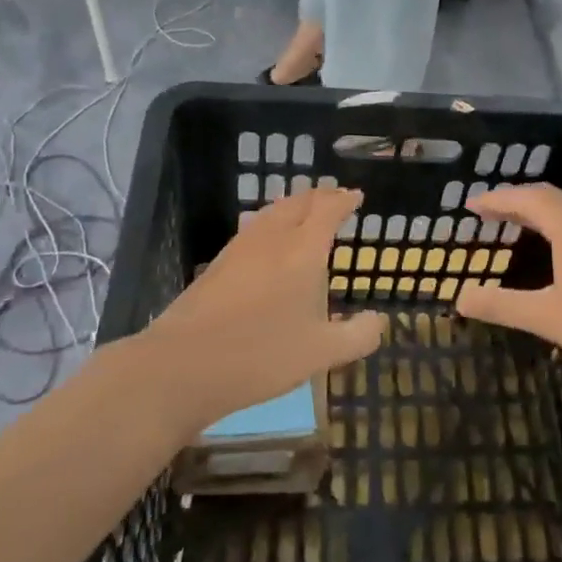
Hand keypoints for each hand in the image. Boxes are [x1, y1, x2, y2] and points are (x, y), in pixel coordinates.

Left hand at [133, 188, 385, 434]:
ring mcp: (240, 249)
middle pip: (297, 203)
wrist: (181, 365)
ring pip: (271, 212)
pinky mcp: (217, 265)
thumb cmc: (261, 355)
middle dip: (319, 196)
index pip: (327, 210)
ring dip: (292, 205)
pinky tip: (268, 242)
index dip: (343, 200)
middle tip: (334, 198)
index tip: (356, 196)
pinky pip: (253, 228)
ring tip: (303, 211)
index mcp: (302, 251)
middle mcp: (272, 239)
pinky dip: (271, 223)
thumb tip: (379, 320)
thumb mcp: (320, 353)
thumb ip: (357, 336)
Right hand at [456, 185, 561, 395]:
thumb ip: (502, 305)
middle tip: (487, 214)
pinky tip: (558, 256)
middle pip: (548, 199)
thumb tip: (460, 298)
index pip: (527, 197)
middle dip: (515, 202)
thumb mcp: (549, 316)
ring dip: (539, 215)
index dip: (497, 199)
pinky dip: (558, 230)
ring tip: (516, 229)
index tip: (471, 205)